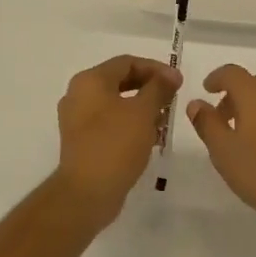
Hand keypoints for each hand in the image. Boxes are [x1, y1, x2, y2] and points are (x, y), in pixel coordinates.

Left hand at [53, 55, 181, 227]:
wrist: (87, 194)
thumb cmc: (115, 144)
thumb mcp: (143, 112)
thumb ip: (159, 88)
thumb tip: (170, 75)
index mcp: (90, 81)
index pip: (127, 62)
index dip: (156, 68)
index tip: (178, 82)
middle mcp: (79, 95)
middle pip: (120, 81)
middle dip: (150, 89)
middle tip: (172, 99)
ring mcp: (77, 120)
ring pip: (116, 104)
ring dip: (142, 108)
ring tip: (164, 121)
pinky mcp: (82, 141)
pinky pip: (110, 123)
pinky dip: (130, 125)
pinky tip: (149, 138)